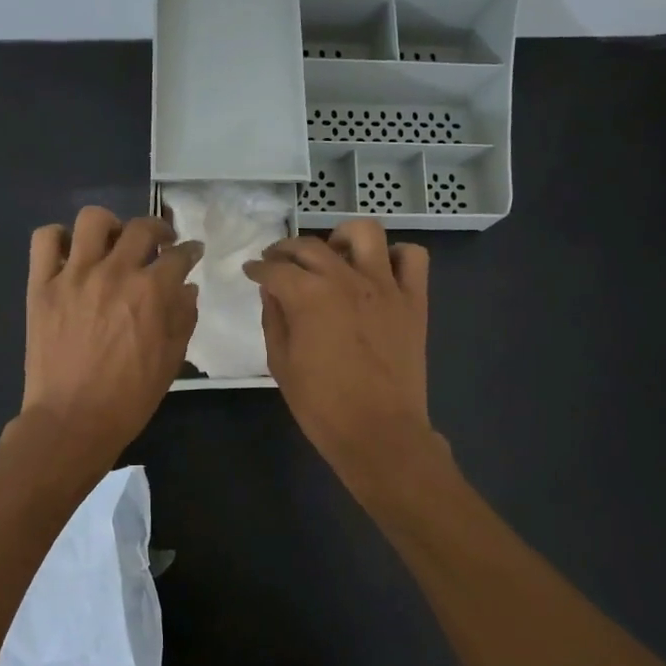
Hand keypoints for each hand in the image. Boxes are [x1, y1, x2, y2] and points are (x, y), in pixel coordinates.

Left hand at [21, 207, 202, 460]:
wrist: (73, 420)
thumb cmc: (129, 397)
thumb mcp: (172, 360)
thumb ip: (183, 317)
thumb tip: (187, 288)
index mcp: (151, 291)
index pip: (179, 255)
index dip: (191, 251)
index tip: (192, 253)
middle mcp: (114, 272)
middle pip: (141, 228)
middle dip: (159, 230)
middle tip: (160, 243)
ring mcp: (74, 275)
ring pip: (93, 220)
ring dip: (110, 226)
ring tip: (112, 243)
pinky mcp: (42, 285)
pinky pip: (46, 240)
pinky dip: (60, 239)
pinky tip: (72, 255)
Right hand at [243, 220, 434, 482]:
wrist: (379, 432)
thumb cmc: (322, 405)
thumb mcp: (281, 364)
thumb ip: (274, 319)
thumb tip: (272, 291)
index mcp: (308, 296)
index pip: (275, 269)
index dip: (258, 269)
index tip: (251, 272)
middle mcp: (346, 279)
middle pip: (311, 246)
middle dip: (286, 250)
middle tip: (278, 263)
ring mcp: (385, 286)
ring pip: (365, 232)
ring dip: (342, 237)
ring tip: (333, 254)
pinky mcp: (414, 299)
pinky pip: (412, 257)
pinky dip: (395, 256)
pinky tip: (379, 272)